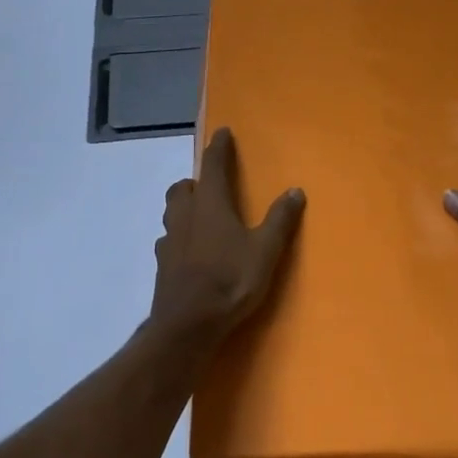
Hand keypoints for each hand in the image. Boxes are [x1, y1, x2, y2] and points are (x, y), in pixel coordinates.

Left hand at [151, 128, 303, 340]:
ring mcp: (170, 240)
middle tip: (209, 186)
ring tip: (200, 217)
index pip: (213, 165)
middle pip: (182, 188)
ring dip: (183, 208)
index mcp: (210, 204)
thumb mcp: (265, 250)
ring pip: (172, 212)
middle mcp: (186, 215)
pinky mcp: (162, 265)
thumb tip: (295, 190)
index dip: (219, 147)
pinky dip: (178, 237)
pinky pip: (168, 240)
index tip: (222, 132)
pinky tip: (189, 251)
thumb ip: (280, 220)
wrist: (187, 325)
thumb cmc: (229, 280)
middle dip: (194, 181)